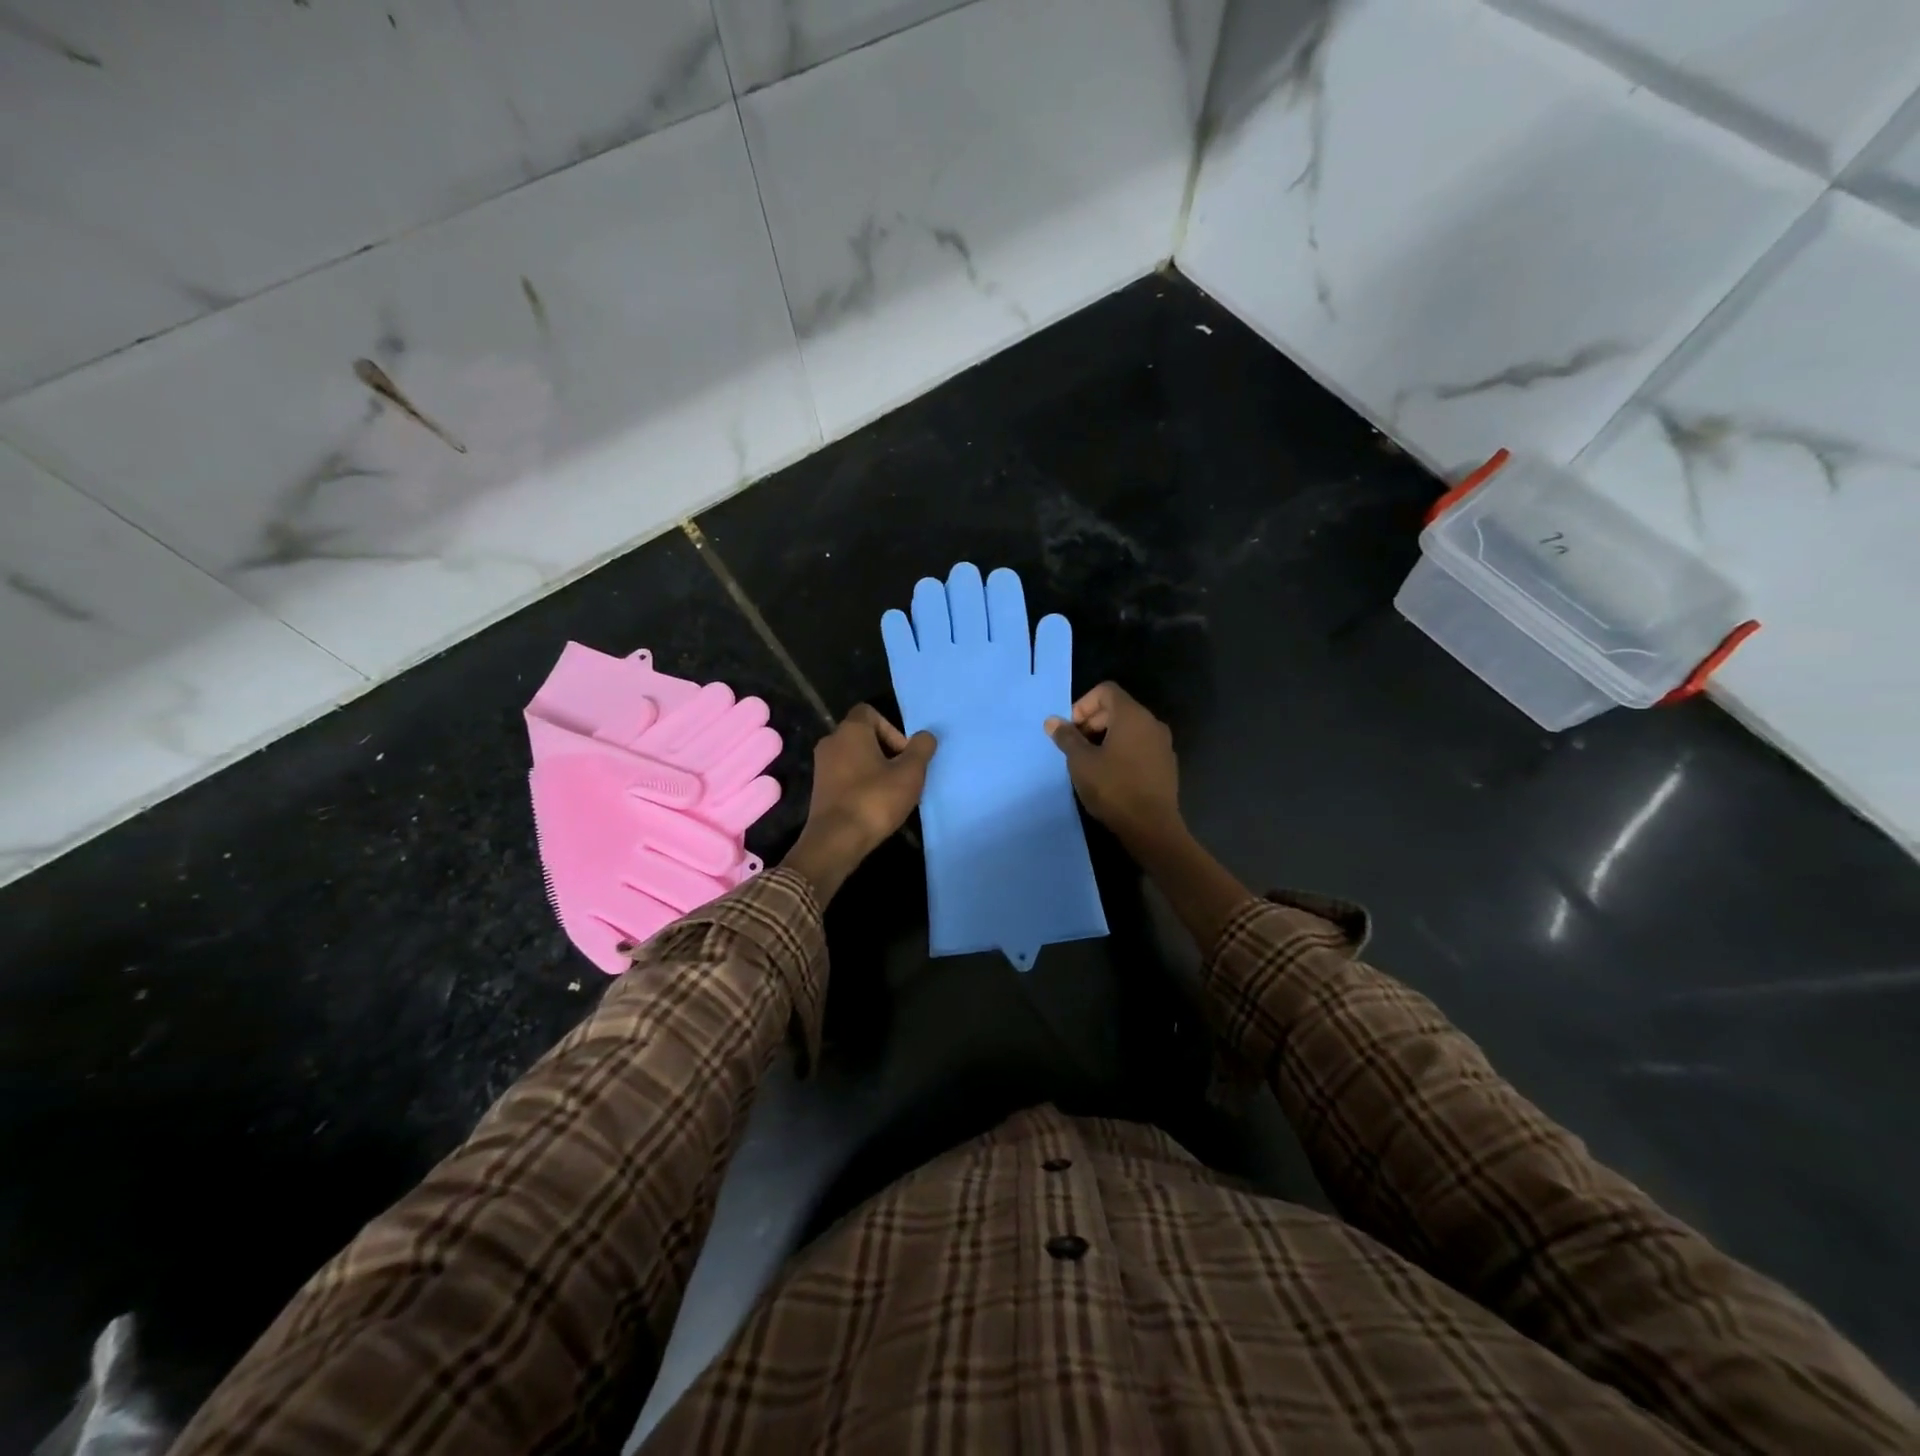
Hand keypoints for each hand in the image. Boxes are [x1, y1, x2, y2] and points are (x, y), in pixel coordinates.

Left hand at [783, 705, 936, 900]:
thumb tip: (925, 736)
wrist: (836, 841)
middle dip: (888, 752)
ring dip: (876, 769)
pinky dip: (862, 784)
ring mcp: (822, 767)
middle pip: (864, 736)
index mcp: (850, 731)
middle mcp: (831, 742)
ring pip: (856, 758)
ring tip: (893, 793)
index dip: (892, 729)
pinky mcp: (820, 789)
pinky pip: (846, 776)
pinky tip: (876, 805)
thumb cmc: (875, 800)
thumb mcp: (910, 773)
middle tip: (904, 775)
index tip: (904, 754)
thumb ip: (921, 749)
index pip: (870, 712)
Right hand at [1046, 682, 1181, 851]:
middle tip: (1076, 747)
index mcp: (1132, 716)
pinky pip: (1140, 746)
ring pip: (1129, 729)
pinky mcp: (1166, 764)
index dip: (1083, 704)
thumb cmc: (1113, 788)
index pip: (1106, 691)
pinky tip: (1111, 775)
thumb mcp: (1081, 762)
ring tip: (1090, 762)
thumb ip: (1067, 737)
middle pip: (1118, 708)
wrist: (1152, 827)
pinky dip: (1123, 751)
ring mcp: (1163, 744)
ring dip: (1106, 738)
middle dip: (1092, 722)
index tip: (1072, 729)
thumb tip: (1052, 721)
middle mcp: (1151, 723)